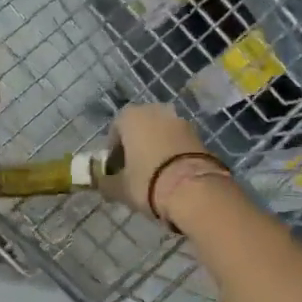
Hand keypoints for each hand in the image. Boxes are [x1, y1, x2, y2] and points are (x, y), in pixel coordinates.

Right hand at [102, 104, 226, 224]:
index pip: (115, 130)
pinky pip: (178, 143)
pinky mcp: (200, 135)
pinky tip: (172, 175)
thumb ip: (106, 183)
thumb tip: (102, 184)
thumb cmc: (148, 181)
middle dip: (136, 147)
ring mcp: (181, 121)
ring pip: (161, 134)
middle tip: (133, 171)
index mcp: (132, 116)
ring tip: (155, 175)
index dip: (113, 151)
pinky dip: (173, 154)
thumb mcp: (120, 188)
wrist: (195, 190)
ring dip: (156, 149)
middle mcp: (156, 111)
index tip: (115, 170)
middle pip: (140, 129)